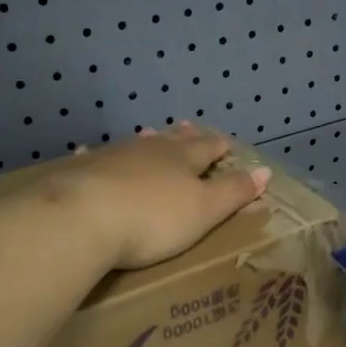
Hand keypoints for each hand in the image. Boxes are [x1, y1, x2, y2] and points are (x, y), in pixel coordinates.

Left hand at [44, 124, 271, 268]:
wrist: (83, 218)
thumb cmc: (153, 219)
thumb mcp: (204, 210)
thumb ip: (233, 191)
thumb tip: (265, 170)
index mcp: (183, 160)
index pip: (207, 148)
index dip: (218, 147)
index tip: (226, 143)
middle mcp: (149, 150)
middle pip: (171, 141)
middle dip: (184, 137)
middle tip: (189, 127)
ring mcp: (112, 157)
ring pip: (135, 145)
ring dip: (146, 141)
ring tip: (150, 133)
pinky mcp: (81, 171)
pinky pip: (92, 158)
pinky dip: (97, 156)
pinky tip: (87, 152)